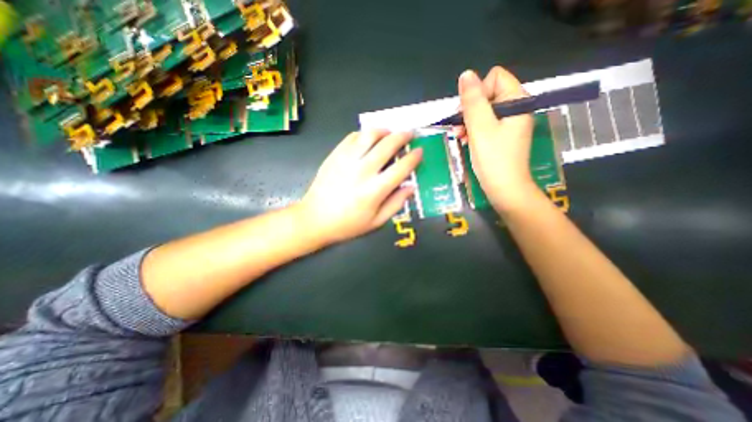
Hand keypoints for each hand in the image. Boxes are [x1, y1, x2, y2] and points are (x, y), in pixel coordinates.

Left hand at [297, 130, 421, 244]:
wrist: (315, 219)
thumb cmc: (348, 224)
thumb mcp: (376, 222)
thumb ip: (396, 204)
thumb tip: (411, 187)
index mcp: (375, 190)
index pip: (401, 168)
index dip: (413, 157)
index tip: (419, 151)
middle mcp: (363, 171)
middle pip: (387, 145)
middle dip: (402, 136)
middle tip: (409, 133)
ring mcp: (347, 160)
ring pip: (369, 135)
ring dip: (383, 130)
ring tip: (389, 132)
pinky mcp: (334, 156)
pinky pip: (352, 137)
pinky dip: (364, 134)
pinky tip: (368, 138)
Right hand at [455, 68, 536, 211]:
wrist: (505, 189)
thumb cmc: (493, 159)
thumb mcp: (480, 128)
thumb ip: (472, 100)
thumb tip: (466, 74)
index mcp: (517, 100)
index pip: (494, 78)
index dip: (477, 93)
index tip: (467, 114)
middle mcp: (516, 108)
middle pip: (487, 94)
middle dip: (469, 110)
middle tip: (459, 129)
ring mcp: (509, 122)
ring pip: (483, 110)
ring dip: (468, 122)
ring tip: (459, 137)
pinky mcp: (502, 135)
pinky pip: (485, 124)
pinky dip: (473, 130)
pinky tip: (465, 140)